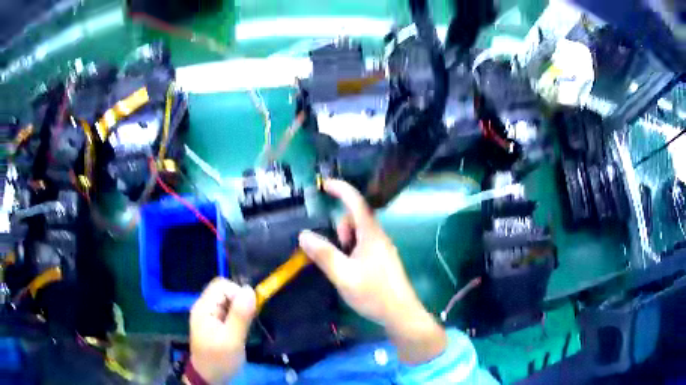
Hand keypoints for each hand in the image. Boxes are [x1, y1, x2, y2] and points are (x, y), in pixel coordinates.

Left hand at [188, 278, 255, 383]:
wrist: (208, 377)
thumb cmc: (219, 360)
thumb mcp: (232, 340)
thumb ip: (240, 315)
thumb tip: (250, 290)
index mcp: (204, 307)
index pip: (221, 285)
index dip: (237, 293)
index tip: (249, 311)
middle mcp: (204, 306)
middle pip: (224, 290)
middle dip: (240, 300)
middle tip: (249, 319)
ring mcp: (208, 314)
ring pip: (227, 299)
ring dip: (240, 309)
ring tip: (245, 325)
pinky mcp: (214, 322)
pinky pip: (227, 309)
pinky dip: (237, 315)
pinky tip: (241, 328)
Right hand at [299, 179, 445, 363]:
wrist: (400, 314)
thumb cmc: (373, 294)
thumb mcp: (343, 275)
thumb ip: (324, 254)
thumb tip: (304, 234)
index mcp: (371, 234)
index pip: (356, 202)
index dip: (341, 189)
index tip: (323, 184)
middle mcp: (378, 236)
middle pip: (355, 219)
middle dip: (340, 230)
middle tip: (335, 254)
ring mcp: (381, 248)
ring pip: (358, 234)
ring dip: (344, 243)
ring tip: (342, 267)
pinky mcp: (382, 260)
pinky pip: (363, 246)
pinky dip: (351, 251)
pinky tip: (349, 271)